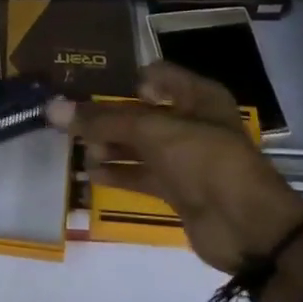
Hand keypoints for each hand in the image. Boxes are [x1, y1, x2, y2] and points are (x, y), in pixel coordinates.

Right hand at [48, 60, 302, 275]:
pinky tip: (91, 174)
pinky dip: (118, 173)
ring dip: (110, 146)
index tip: (88, 86)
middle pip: (142, 112)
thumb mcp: (153, 131)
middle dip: (108, 116)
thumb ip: (103, 121)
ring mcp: (184, 158)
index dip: (124, 79)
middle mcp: (191, 121)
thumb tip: (54, 109)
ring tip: (76, 148)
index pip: (156, 74)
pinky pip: (142, 174)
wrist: (247, 227)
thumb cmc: (204, 159)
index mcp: (197, 95)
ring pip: (139, 144)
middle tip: (71, 119)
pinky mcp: (178, 189)